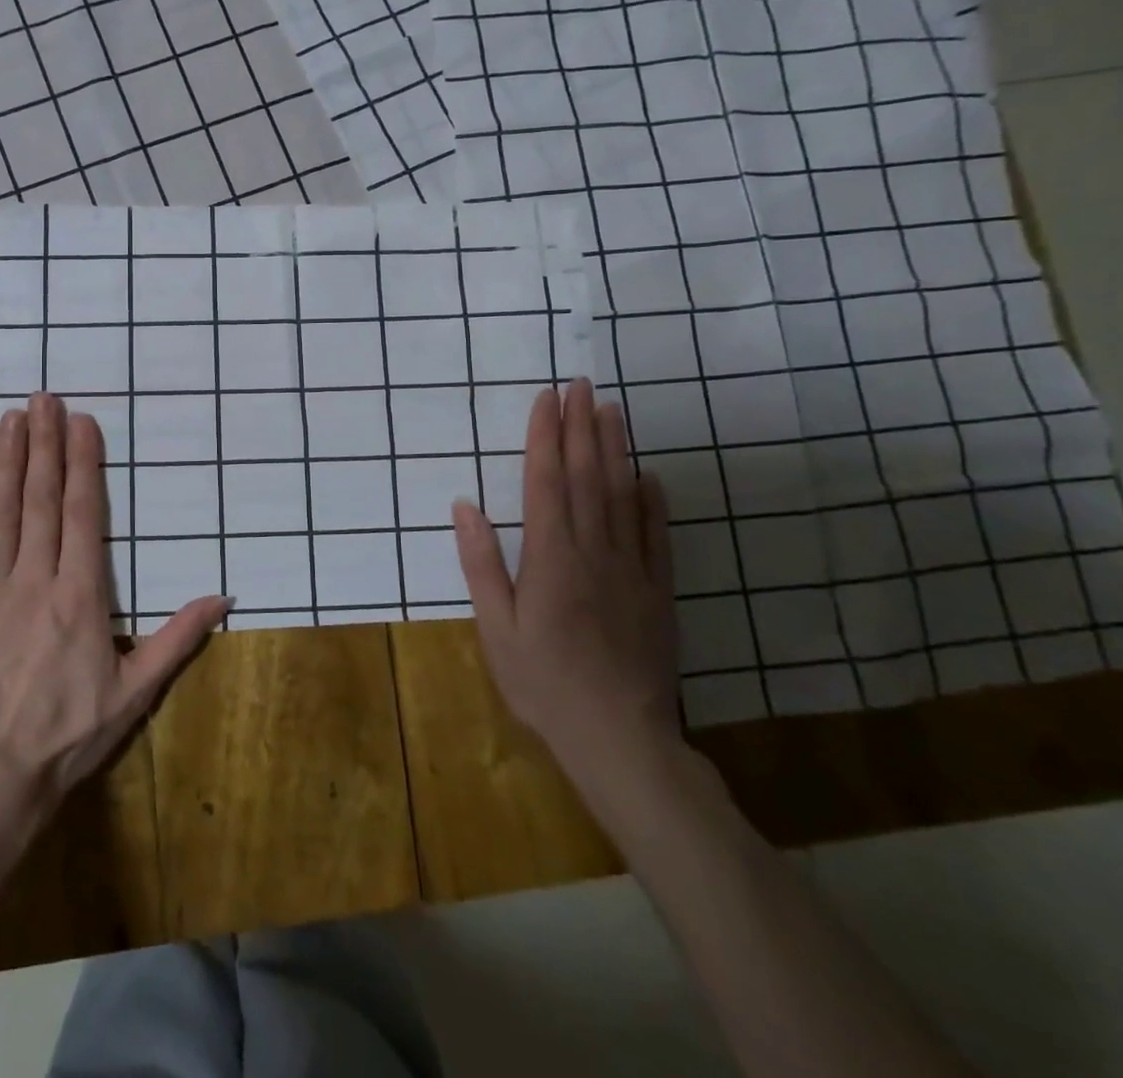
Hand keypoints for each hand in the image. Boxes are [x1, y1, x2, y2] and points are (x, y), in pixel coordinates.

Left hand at [0, 393, 227, 807]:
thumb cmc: (69, 734)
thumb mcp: (135, 693)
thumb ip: (178, 639)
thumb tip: (225, 597)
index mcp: (80, 596)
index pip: (84, 514)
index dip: (83, 463)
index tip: (83, 422)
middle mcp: (35, 580)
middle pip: (41, 499)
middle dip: (44, 443)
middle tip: (44, 398)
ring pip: (3, 511)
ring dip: (9, 460)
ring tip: (13, 418)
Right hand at [452, 378, 678, 772]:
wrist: (619, 737)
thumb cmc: (543, 682)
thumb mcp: (495, 627)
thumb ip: (481, 563)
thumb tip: (464, 506)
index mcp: (550, 557)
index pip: (546, 481)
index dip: (545, 436)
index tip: (547, 398)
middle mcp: (593, 550)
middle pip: (586, 476)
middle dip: (581, 426)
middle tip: (581, 384)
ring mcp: (631, 568)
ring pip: (622, 495)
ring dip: (614, 448)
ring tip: (610, 410)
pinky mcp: (657, 591)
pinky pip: (656, 535)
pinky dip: (652, 500)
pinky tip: (647, 474)